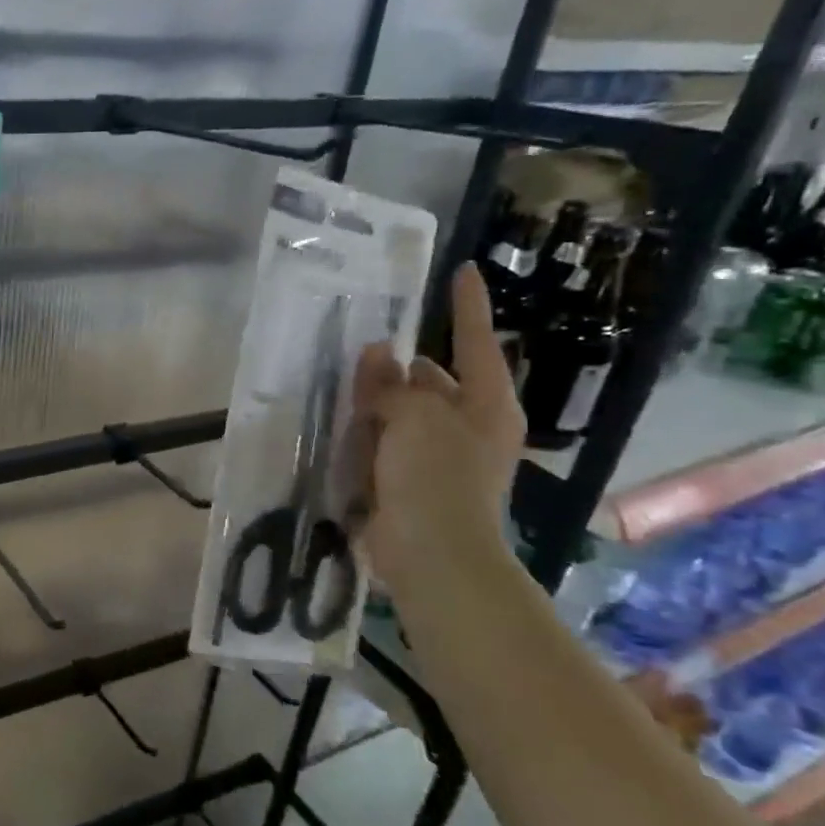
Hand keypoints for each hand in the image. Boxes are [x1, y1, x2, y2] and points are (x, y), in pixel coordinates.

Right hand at [353, 263, 524, 600]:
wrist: (431, 555)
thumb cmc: (437, 477)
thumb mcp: (415, 418)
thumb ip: (393, 384)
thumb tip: (379, 354)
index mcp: (487, 404)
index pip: (476, 341)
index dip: (467, 306)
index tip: (463, 270)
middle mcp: (467, 425)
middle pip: (432, 380)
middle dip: (401, 365)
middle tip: (362, 345)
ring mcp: (437, 455)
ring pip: (402, 411)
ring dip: (376, 398)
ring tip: (340, 378)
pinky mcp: (408, 481)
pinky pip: (384, 442)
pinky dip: (365, 430)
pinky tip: (337, 421)